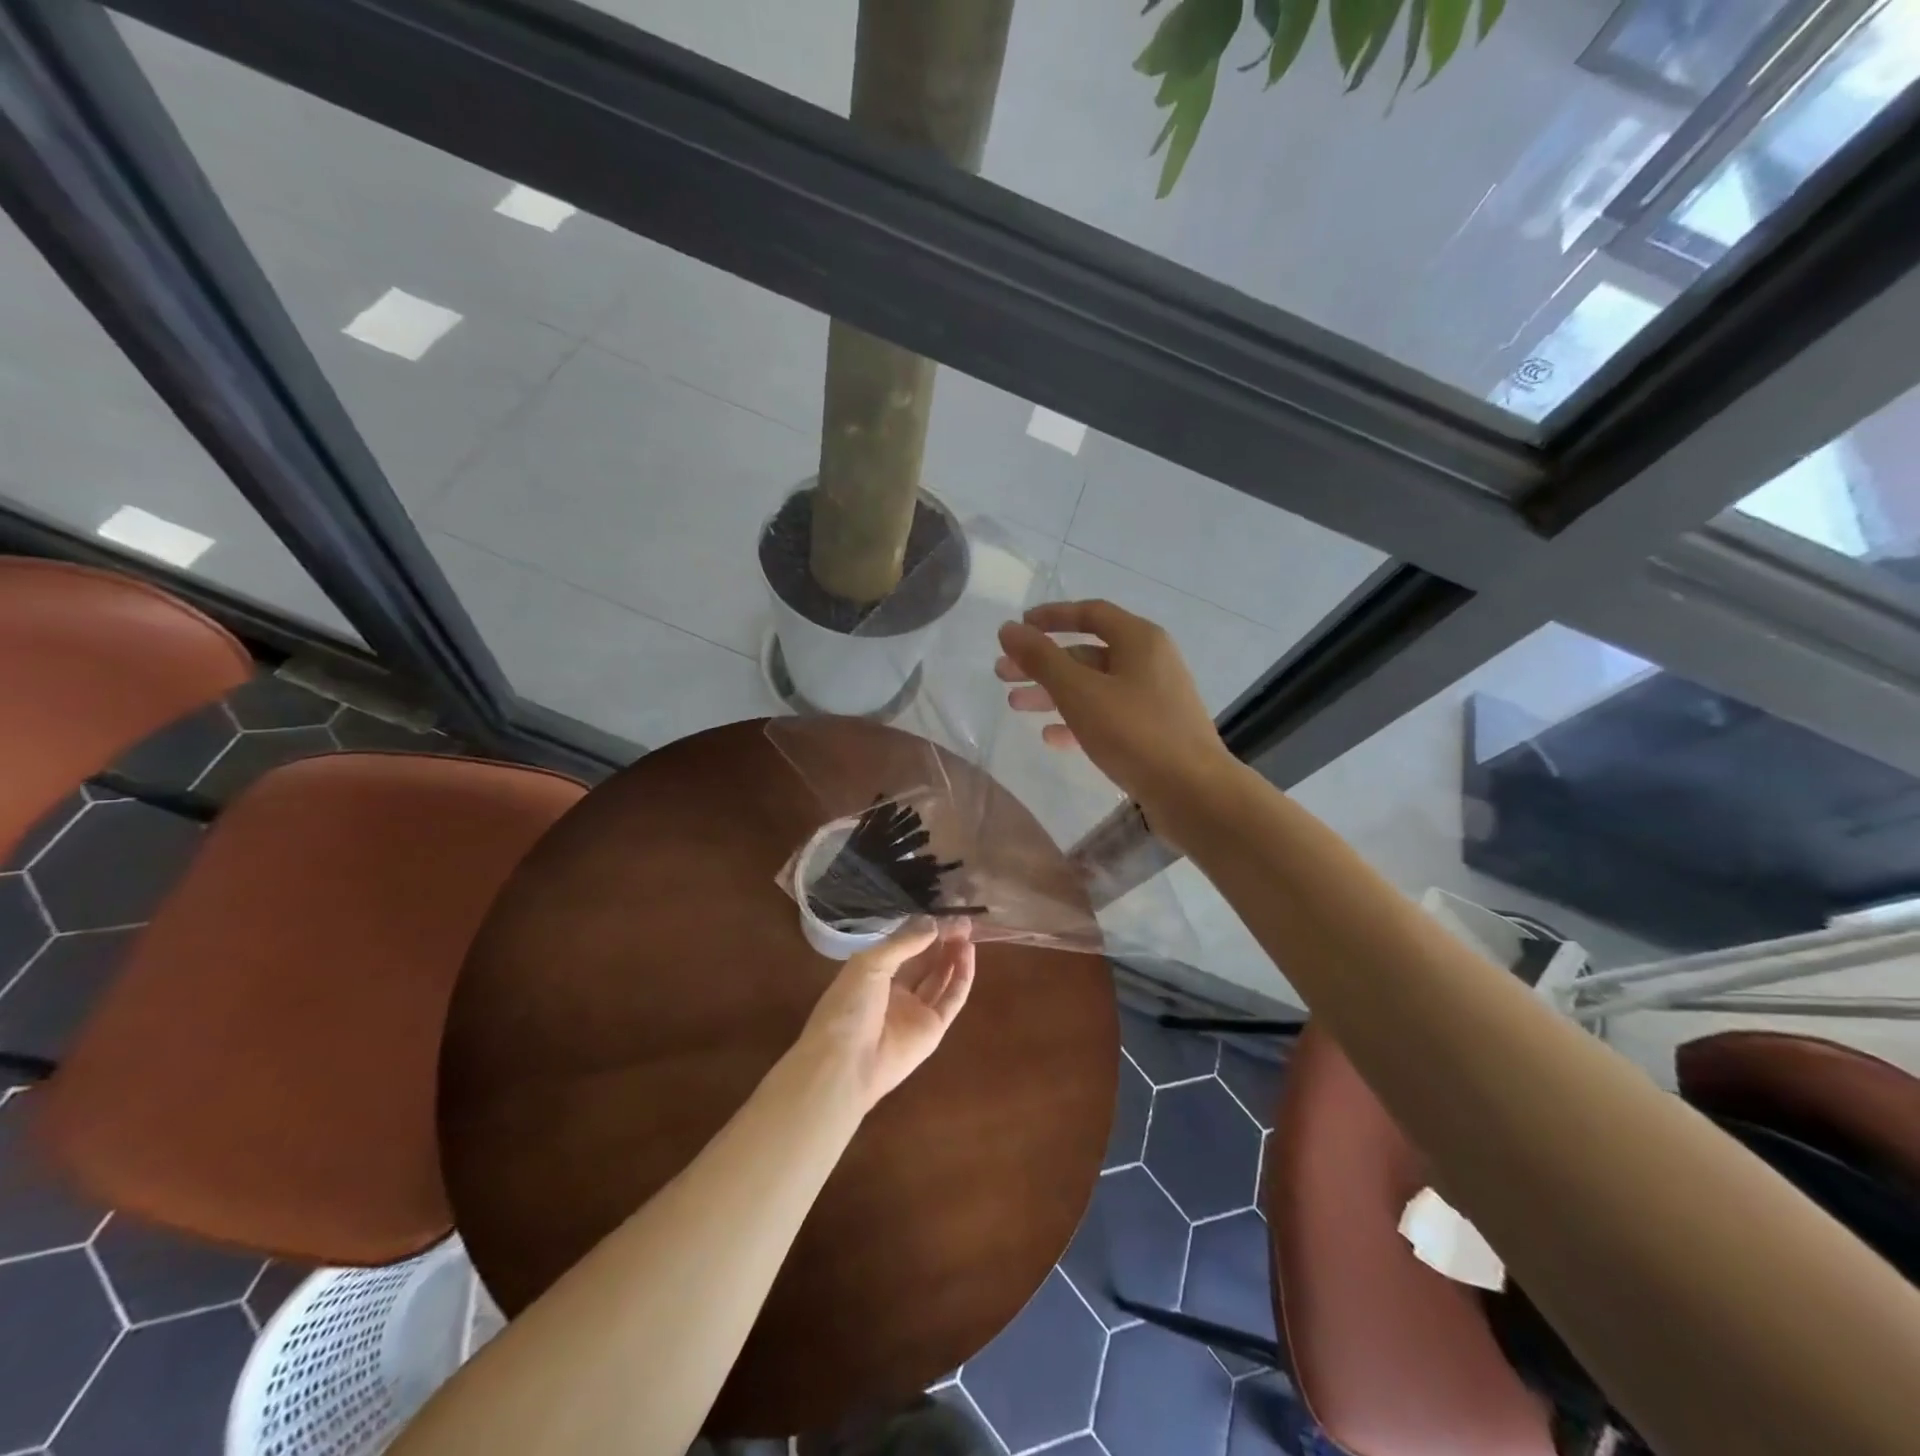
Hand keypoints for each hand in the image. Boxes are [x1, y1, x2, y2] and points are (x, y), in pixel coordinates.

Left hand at [794, 918, 975, 1111]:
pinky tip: (969, 953)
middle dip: (941, 940)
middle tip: (961, 919)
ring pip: (940, 978)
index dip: (921, 930)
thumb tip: (933, 923)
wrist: (846, 1064)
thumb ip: (903, 943)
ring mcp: (915, 1012)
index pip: (902, 947)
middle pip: (923, 962)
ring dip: (953, 955)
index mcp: (871, 975)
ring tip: (967, 931)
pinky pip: (952, 999)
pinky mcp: (933, 1030)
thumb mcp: (870, 964)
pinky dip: (962, 977)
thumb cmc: (848, 1006)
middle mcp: (894, 992)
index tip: (941, 912)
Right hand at [996, 600, 1233, 819]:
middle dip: (1043, 663)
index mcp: (1139, 640)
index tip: (1018, 628)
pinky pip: (1108, 716)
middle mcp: (1149, 662)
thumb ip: (1041, 659)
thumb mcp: (1080, 692)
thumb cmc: (1135, 732)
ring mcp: (1153, 698)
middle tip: (1003, 674)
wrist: (1193, 793)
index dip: (1051, 617)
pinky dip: (1078, 721)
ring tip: (1016, 705)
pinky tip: (1051, 738)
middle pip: (1086, 653)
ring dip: (1054, 694)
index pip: (1090, 613)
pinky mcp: (1153, 731)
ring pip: (1094, 687)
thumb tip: (1008, 629)